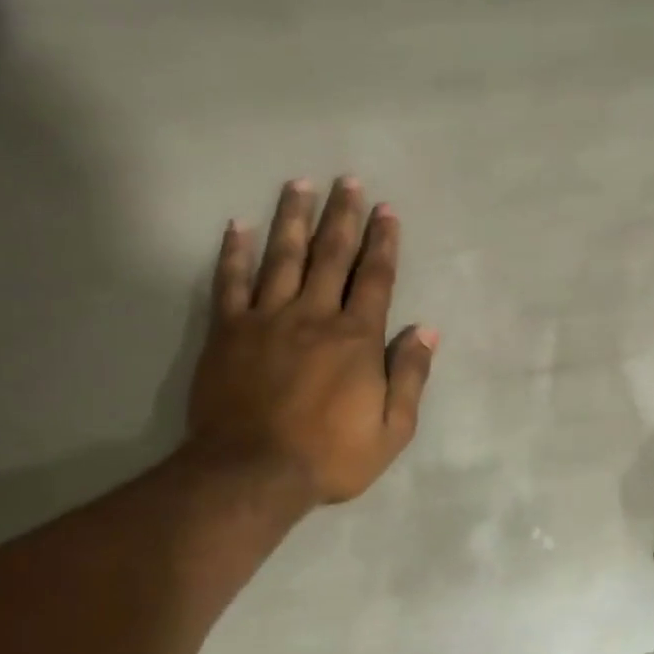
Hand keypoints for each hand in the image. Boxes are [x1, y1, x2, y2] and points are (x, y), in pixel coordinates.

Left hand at [185, 178, 435, 506]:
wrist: (254, 472)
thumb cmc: (330, 456)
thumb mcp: (391, 430)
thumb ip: (409, 377)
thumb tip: (425, 331)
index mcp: (356, 339)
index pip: (374, 279)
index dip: (383, 243)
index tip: (387, 211)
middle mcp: (313, 315)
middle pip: (330, 255)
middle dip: (343, 216)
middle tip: (348, 181)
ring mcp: (266, 319)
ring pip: (282, 257)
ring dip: (292, 218)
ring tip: (299, 184)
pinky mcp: (228, 332)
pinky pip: (230, 282)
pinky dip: (234, 252)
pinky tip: (239, 226)